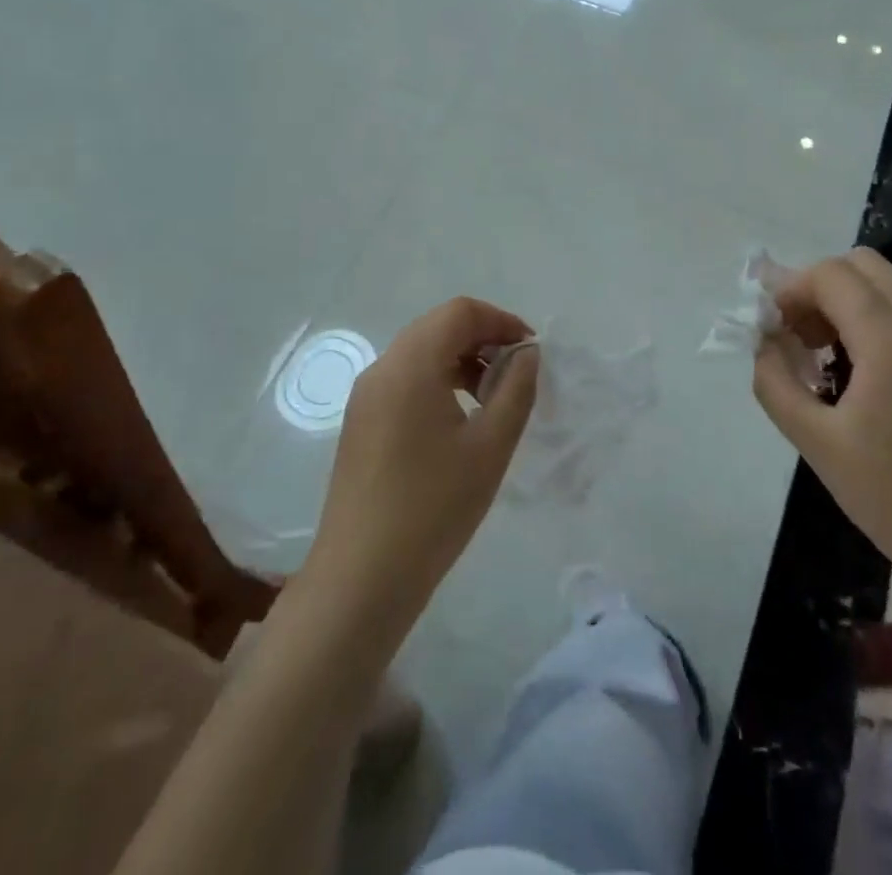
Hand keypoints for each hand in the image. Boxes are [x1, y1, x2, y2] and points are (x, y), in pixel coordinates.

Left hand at [300, 298, 538, 644]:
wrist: (361, 579)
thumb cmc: (434, 508)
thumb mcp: (490, 447)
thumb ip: (516, 390)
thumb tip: (527, 354)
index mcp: (410, 365)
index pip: (459, 312)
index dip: (500, 320)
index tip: (531, 351)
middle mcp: (382, 369)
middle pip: (437, 326)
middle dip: (482, 338)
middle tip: (516, 373)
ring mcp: (365, 396)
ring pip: (420, 352)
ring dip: (461, 359)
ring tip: (492, 399)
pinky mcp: (361, 422)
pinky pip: (405, 379)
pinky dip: (438, 380)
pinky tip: (460, 420)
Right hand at [751, 249, 891, 607]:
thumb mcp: (817, 444)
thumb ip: (776, 383)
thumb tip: (764, 343)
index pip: (833, 275)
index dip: (791, 289)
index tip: (771, 328)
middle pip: (864, 266)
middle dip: (819, 287)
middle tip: (798, 334)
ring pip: (889, 290)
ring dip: (846, 304)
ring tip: (822, 358)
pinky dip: (873, 325)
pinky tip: (858, 379)